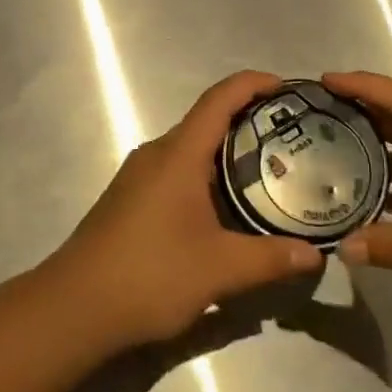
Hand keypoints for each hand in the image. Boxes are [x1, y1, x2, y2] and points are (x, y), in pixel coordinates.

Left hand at [48, 71, 325, 348]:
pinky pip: (178, 171)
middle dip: (250, 122)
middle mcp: (157, 154)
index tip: (289, 88)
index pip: (219, 98)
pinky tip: (228, 208)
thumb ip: (270, 259)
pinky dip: (209, 176)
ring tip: (270, 173)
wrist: (74, 307)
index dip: (254, 84)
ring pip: (192, 149)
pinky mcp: (132, 199)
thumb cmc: (149, 274)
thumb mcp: (219, 269)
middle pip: (207, 121)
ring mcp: (140, 176)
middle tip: (293, 139)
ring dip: (228, 153)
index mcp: (178, 154)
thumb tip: (316, 256)